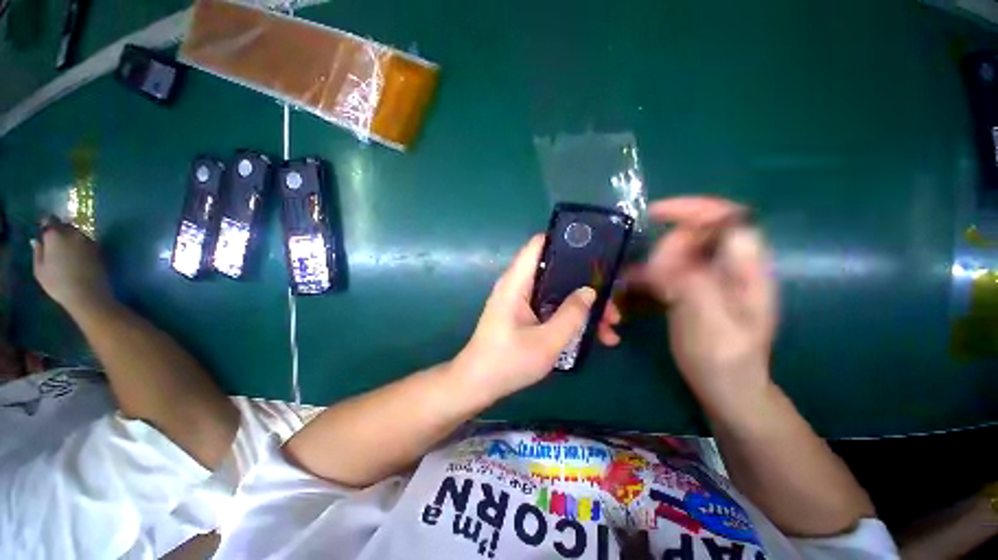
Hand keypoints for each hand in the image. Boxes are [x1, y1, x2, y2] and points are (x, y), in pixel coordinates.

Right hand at [32, 218, 113, 315]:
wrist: (88, 294)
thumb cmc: (58, 284)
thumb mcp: (40, 269)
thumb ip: (38, 252)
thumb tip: (36, 240)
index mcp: (55, 235)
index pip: (49, 219)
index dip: (46, 224)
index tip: (43, 231)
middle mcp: (73, 233)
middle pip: (65, 225)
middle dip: (59, 231)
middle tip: (55, 243)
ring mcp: (88, 240)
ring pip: (77, 233)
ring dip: (71, 238)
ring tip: (67, 252)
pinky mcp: (99, 248)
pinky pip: (87, 242)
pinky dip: (81, 246)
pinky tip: (78, 257)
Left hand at [453, 235, 595, 401]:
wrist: (477, 384)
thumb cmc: (508, 362)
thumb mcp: (546, 342)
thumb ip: (571, 315)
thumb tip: (590, 291)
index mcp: (517, 282)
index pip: (538, 244)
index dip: (565, 241)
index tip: (594, 250)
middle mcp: (518, 285)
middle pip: (556, 271)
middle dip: (585, 284)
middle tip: (611, 301)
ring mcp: (521, 301)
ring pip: (558, 292)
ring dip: (582, 305)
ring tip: (610, 327)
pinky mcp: (523, 315)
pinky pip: (551, 307)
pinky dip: (570, 317)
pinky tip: (593, 337)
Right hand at [601, 197, 776, 407]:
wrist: (727, 388)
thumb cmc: (725, 362)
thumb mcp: (713, 326)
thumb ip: (694, 286)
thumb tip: (666, 255)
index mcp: (746, 271)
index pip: (729, 220)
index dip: (694, 209)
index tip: (655, 214)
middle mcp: (730, 268)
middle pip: (697, 234)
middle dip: (666, 246)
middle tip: (648, 275)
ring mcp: (710, 279)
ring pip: (678, 252)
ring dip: (654, 262)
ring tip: (638, 283)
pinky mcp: (694, 290)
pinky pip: (668, 269)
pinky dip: (648, 274)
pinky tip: (635, 287)